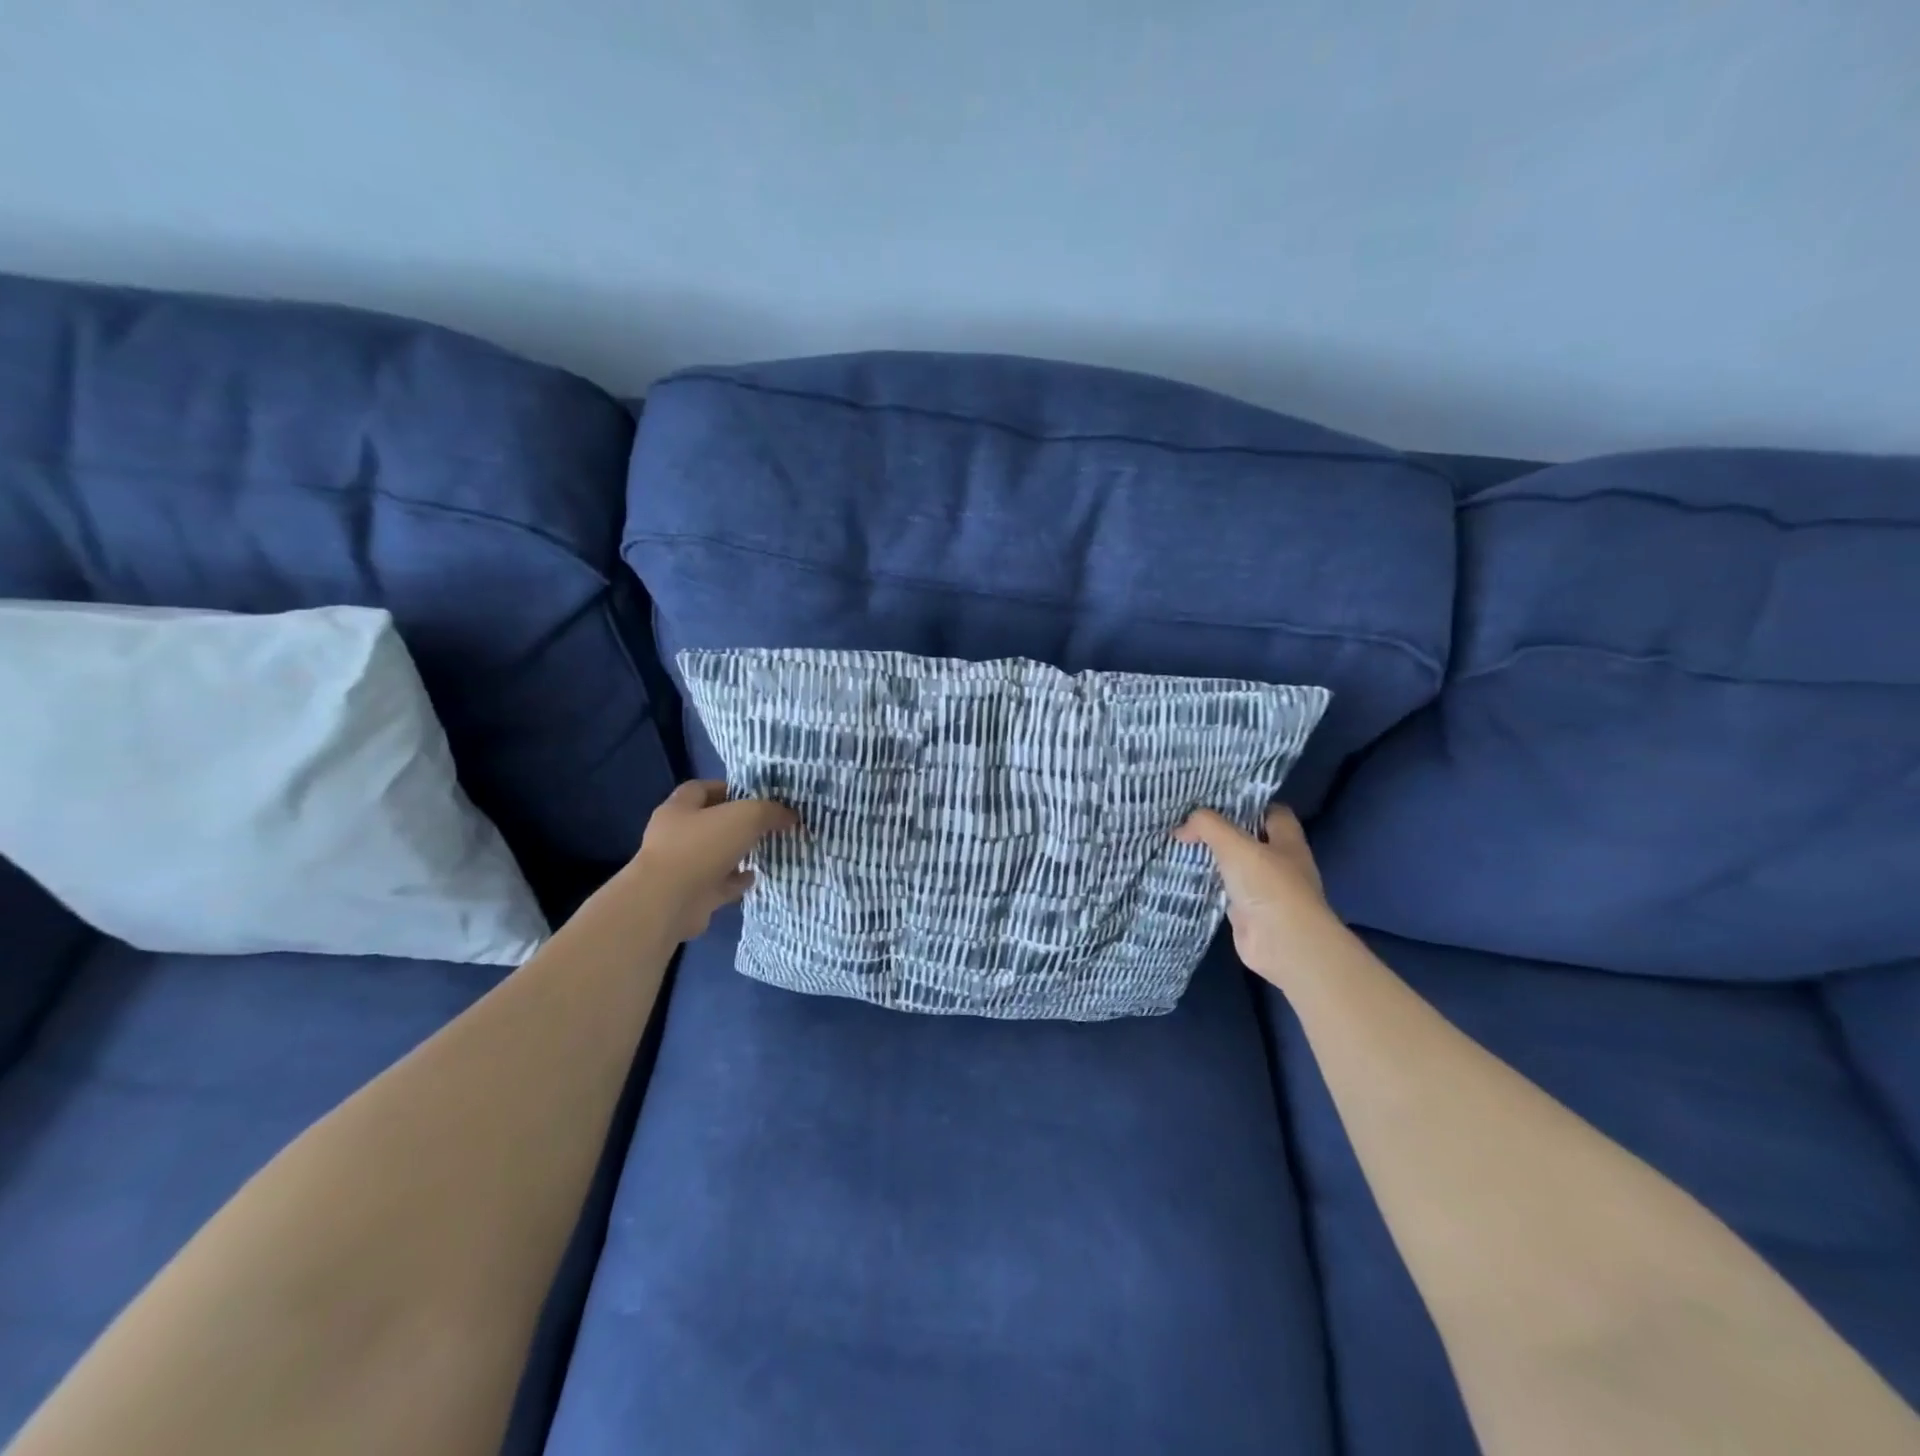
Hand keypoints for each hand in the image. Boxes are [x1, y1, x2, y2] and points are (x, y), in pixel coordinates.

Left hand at [628, 780, 797, 943]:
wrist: (668, 903)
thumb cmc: (702, 847)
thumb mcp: (745, 817)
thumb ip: (769, 811)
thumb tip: (789, 814)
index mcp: (679, 809)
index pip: (701, 788)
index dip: (727, 788)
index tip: (755, 795)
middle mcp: (674, 836)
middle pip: (709, 823)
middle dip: (736, 824)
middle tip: (766, 824)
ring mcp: (680, 867)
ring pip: (714, 855)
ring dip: (737, 854)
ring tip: (765, 850)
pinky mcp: (690, 895)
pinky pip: (718, 884)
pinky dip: (736, 881)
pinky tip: (755, 877)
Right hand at [1174, 804, 1339, 981]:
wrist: (1283, 944)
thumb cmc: (1268, 885)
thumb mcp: (1235, 845)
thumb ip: (1208, 826)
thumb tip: (1182, 827)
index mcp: (1287, 840)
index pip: (1270, 811)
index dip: (1246, 802)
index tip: (1214, 798)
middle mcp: (1279, 861)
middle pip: (1249, 837)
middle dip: (1222, 830)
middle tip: (1188, 819)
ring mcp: (1264, 888)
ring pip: (1235, 865)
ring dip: (1212, 858)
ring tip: (1179, 843)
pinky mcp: (1248, 911)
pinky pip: (1225, 890)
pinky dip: (1208, 884)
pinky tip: (1184, 875)